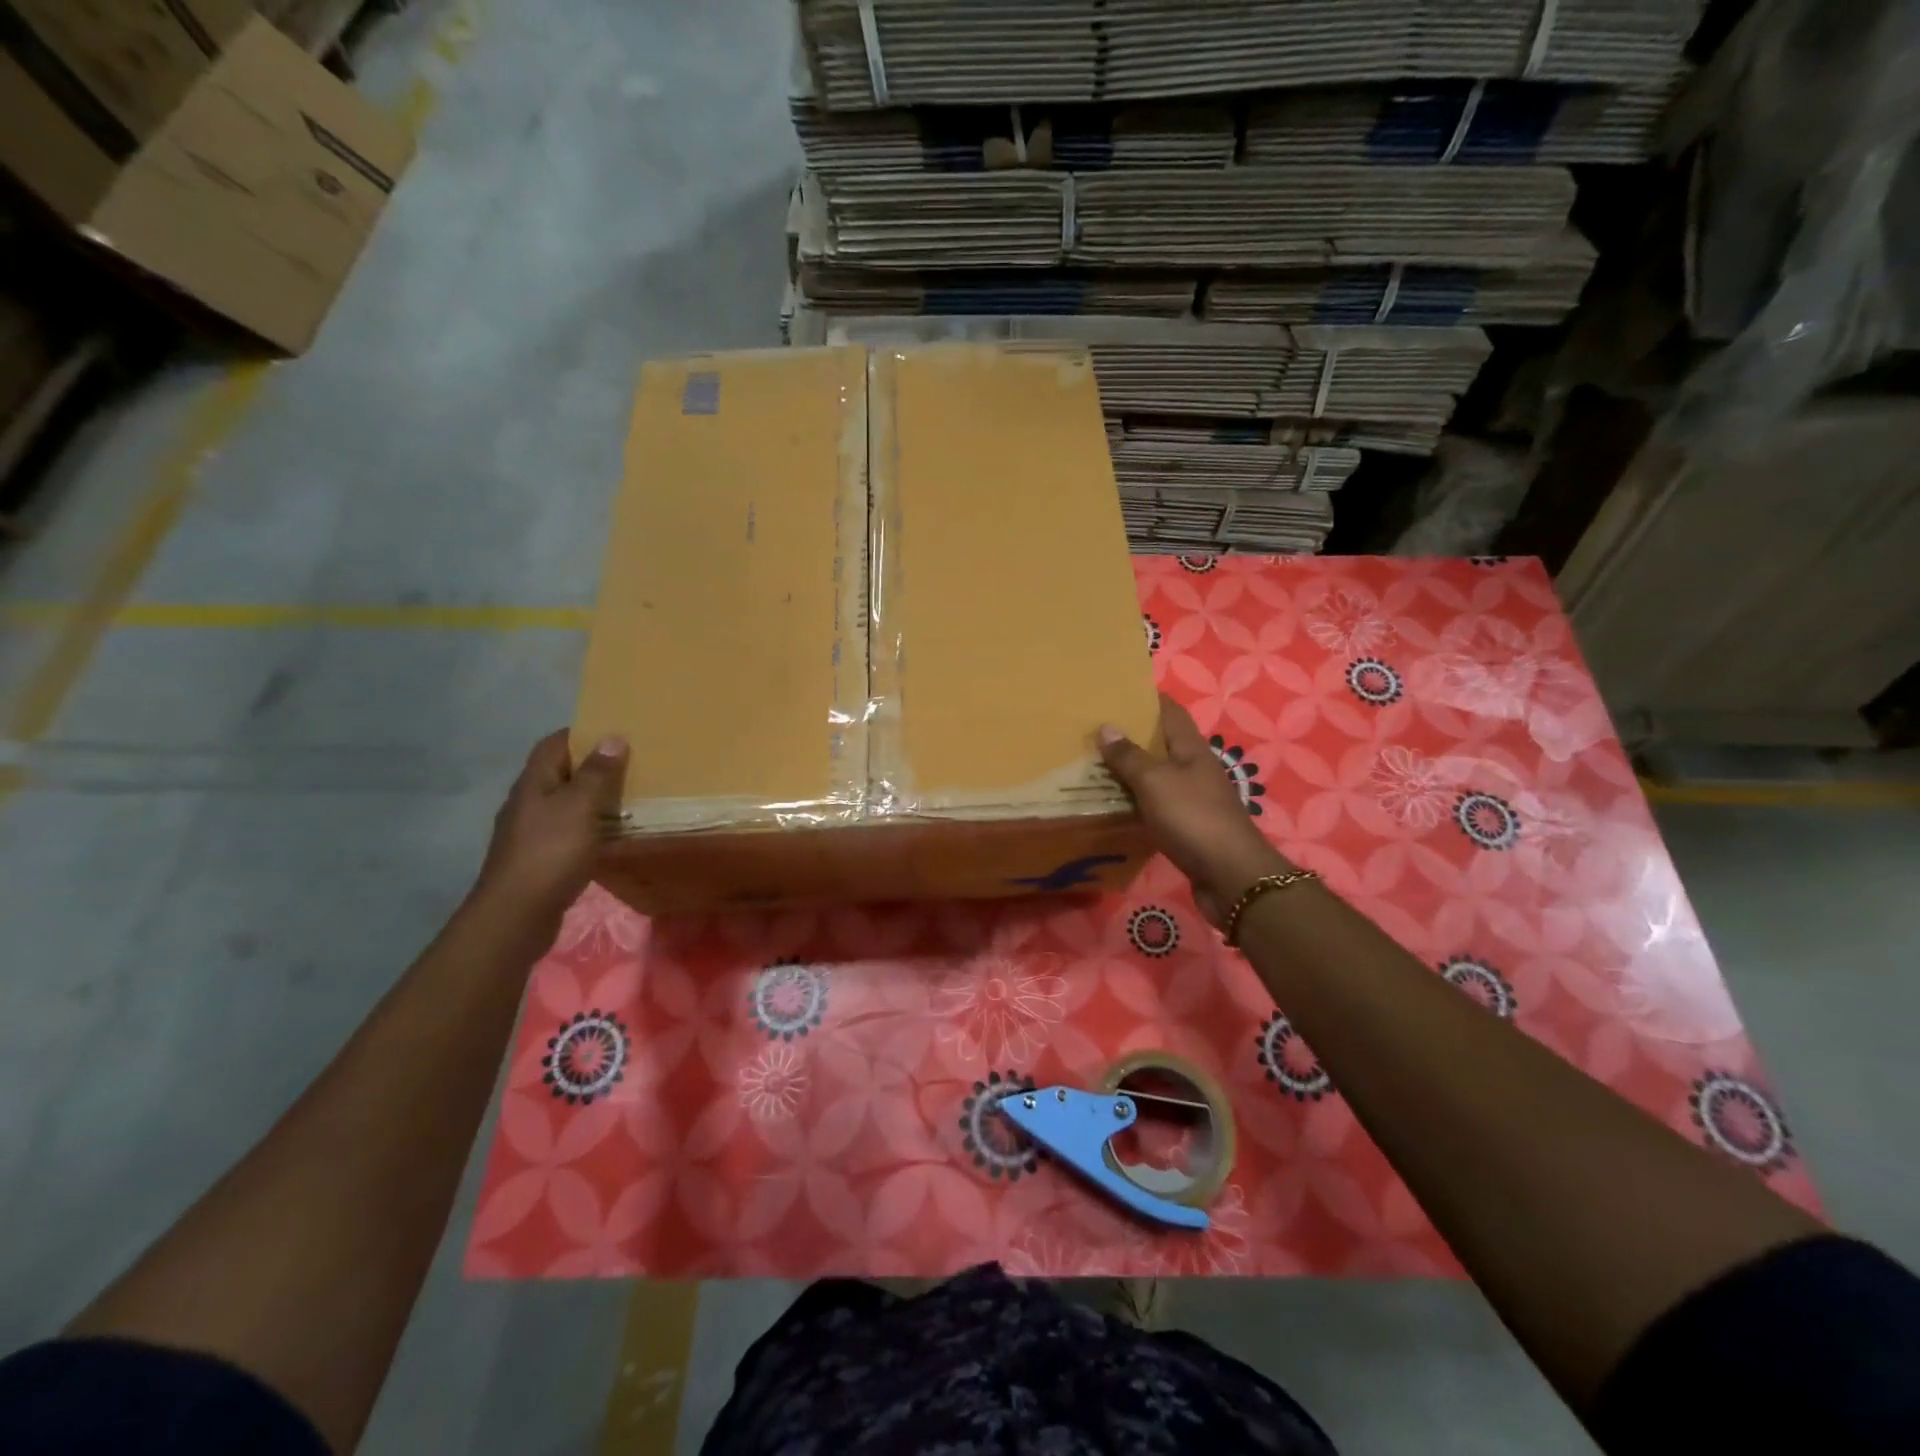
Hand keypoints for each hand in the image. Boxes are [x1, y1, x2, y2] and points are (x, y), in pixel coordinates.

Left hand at [475, 729, 627, 918]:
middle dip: (593, 766)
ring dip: (594, 799)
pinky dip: (591, 828)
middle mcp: (528, 803)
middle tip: (632, 764)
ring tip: (630, 797)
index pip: (554, 744)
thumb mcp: (580, 807)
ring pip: (566, 804)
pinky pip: (569, 831)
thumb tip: (612, 738)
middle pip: (560, 773)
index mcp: (533, 783)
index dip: (582, 733)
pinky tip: (612, 835)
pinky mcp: (540, 858)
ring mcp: (531, 832)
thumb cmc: (550, 852)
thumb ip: (597, 773)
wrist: (517, 914)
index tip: (616, 732)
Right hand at [1099, 694, 1290, 926]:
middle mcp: (1194, 769)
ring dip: (1130, 771)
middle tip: (1092, 731)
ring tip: (1093, 765)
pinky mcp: (1187, 827)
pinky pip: (1155, 805)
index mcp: (1191, 749)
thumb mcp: (1155, 782)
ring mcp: (1193, 799)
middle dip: (1130, 735)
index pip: (1170, 711)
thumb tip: (1106, 727)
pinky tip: (1112, 804)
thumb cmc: (1193, 818)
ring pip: (1156, 776)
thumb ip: (1129, 756)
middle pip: (1161, 744)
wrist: (1229, 876)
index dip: (1147, 699)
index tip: (1116, 692)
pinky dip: (1135, 801)